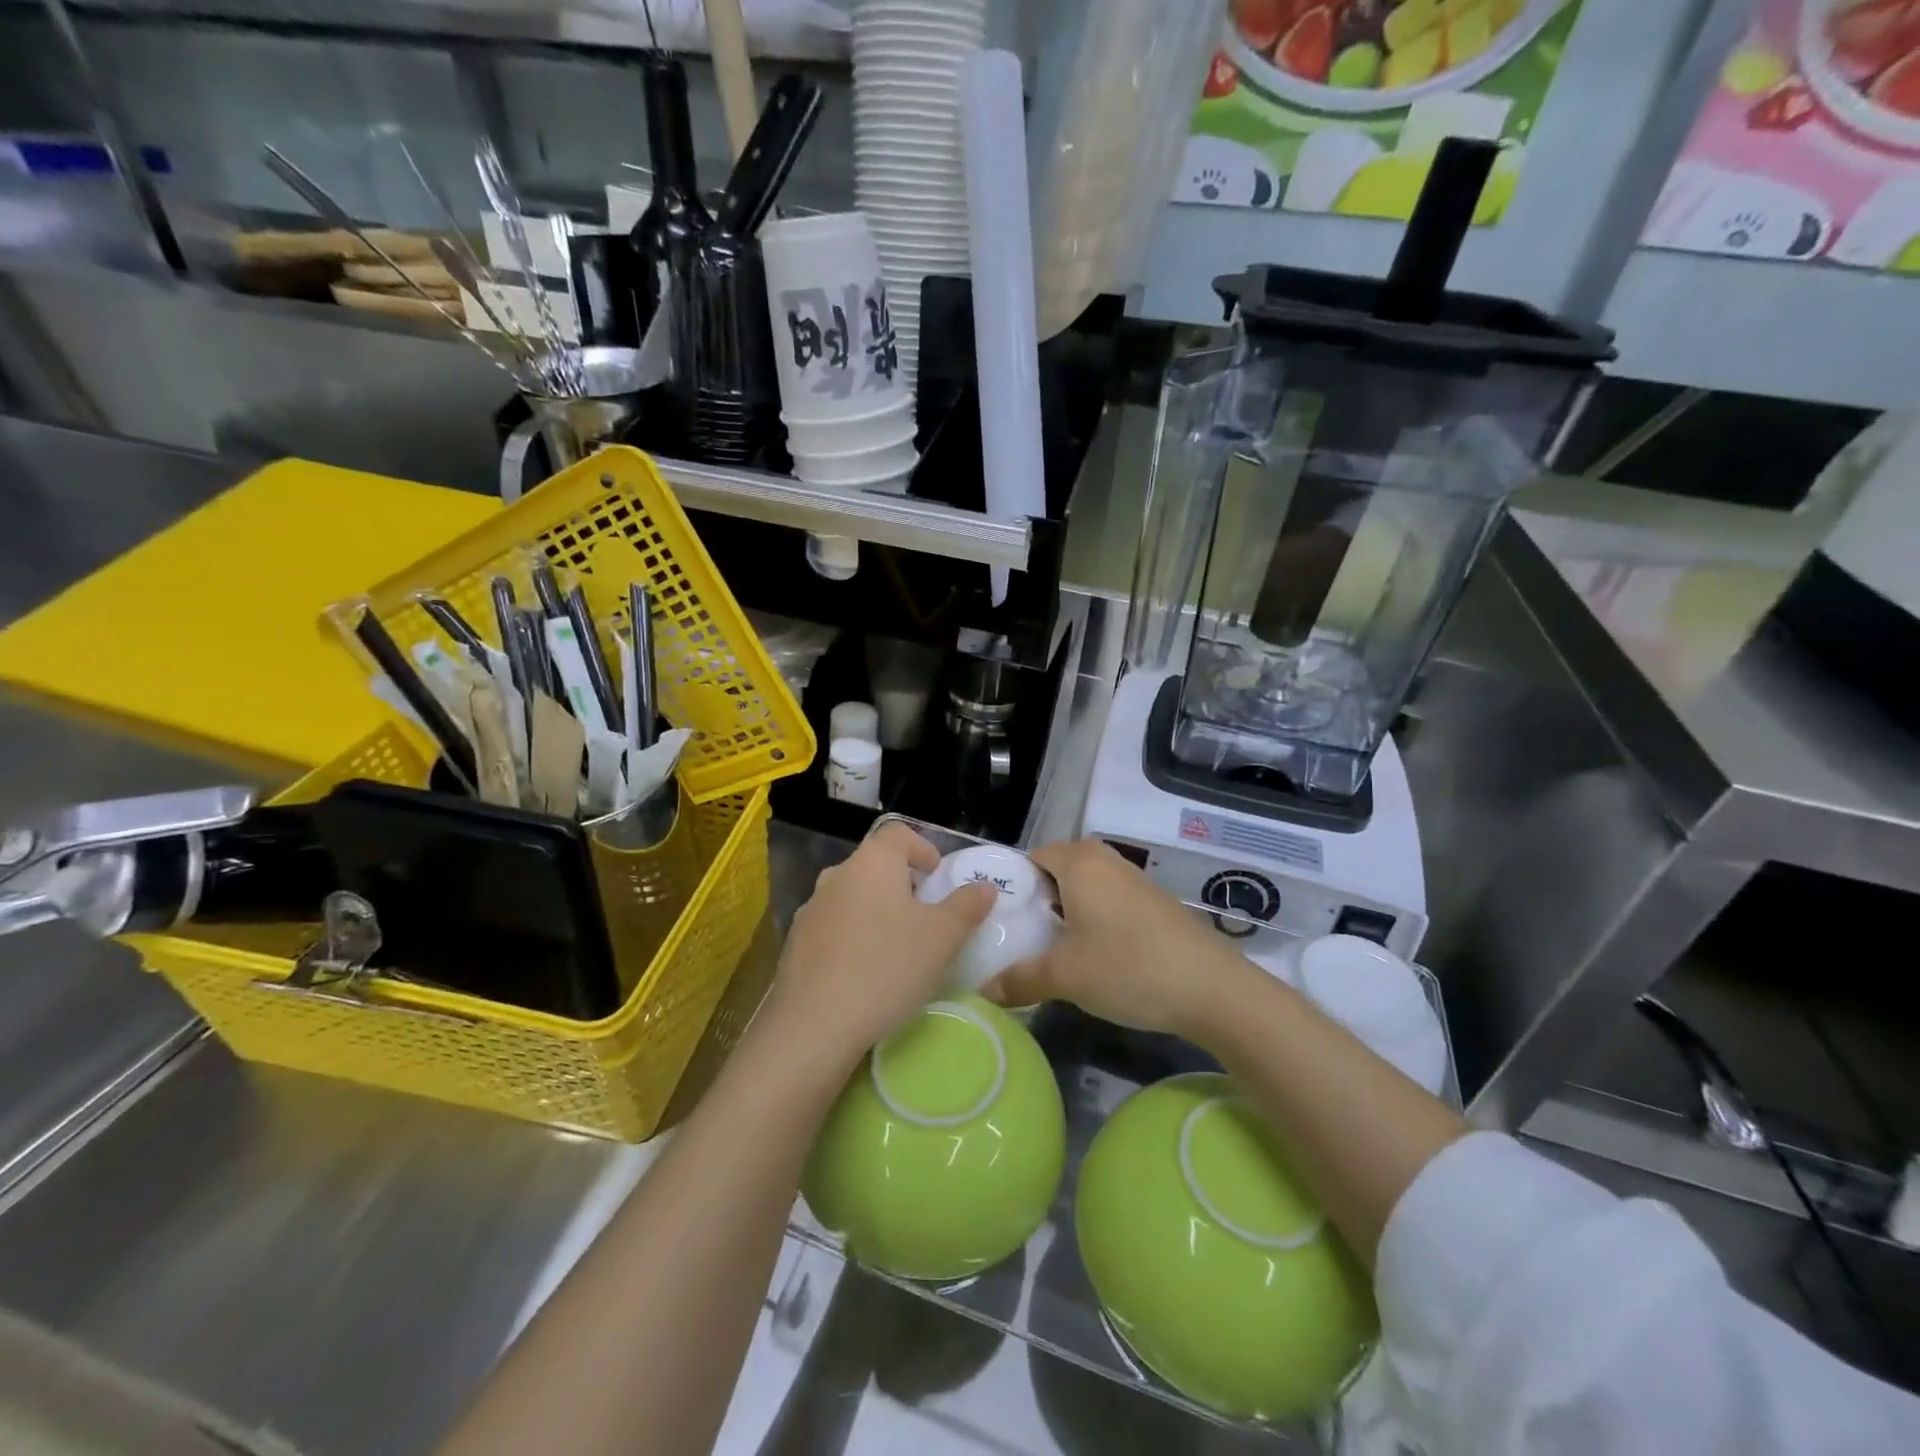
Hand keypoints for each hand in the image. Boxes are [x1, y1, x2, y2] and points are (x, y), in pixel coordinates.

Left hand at [766, 822, 996, 1069]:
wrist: (814, 1025)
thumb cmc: (887, 967)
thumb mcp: (943, 938)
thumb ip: (967, 906)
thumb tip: (983, 886)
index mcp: (872, 862)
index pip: (899, 834)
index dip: (924, 849)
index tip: (940, 880)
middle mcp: (837, 875)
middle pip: (876, 865)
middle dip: (904, 885)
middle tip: (927, 918)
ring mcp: (811, 909)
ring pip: (854, 898)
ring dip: (877, 913)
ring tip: (898, 949)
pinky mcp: (796, 944)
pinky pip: (834, 928)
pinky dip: (854, 938)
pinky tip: (866, 974)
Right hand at [981, 838, 1245, 1038]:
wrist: (1212, 987)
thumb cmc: (1128, 967)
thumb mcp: (1065, 977)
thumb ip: (1020, 979)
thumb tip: (985, 991)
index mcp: (1080, 864)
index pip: (1035, 855)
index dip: (1015, 882)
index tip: (1003, 916)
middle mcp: (1107, 862)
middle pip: (1062, 865)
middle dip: (1042, 894)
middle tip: (1027, 930)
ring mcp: (1136, 880)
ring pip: (1090, 882)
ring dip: (1071, 906)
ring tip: (1056, 944)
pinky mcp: (1156, 902)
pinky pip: (1112, 897)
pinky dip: (1097, 915)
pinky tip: (1096, 952)